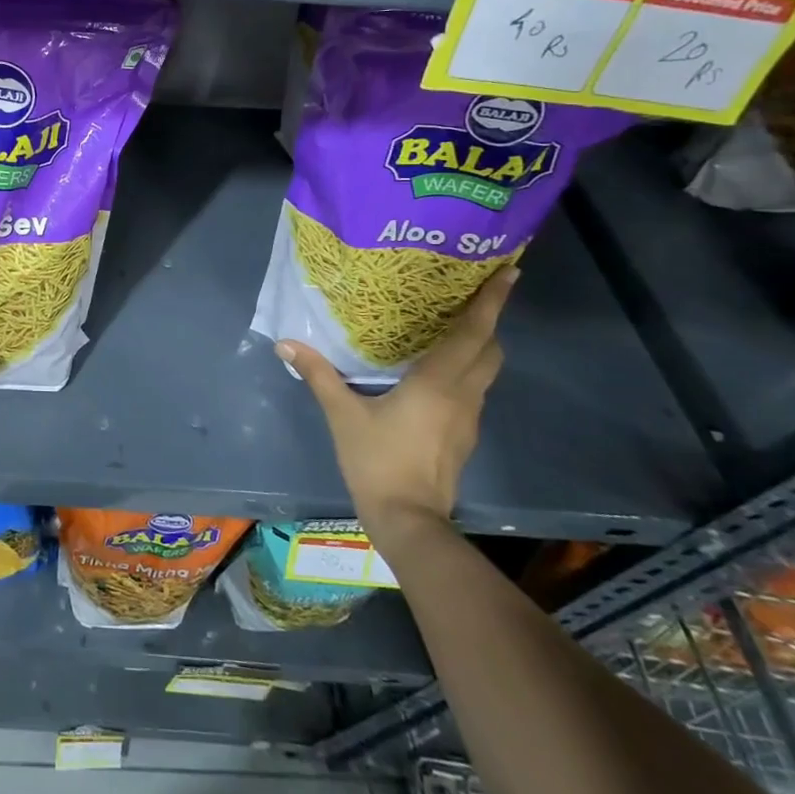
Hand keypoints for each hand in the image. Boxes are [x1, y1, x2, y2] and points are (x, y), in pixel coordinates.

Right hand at [277, 267, 517, 551]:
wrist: (408, 520)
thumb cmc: (378, 461)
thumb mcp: (342, 414)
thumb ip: (318, 375)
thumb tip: (286, 343)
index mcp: (439, 383)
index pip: (473, 333)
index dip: (491, 302)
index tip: (509, 273)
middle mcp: (463, 395)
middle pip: (490, 350)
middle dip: (488, 321)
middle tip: (471, 297)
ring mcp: (468, 418)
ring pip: (485, 371)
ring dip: (478, 346)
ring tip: (453, 328)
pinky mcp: (464, 435)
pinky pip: (473, 390)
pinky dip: (465, 370)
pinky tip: (437, 373)